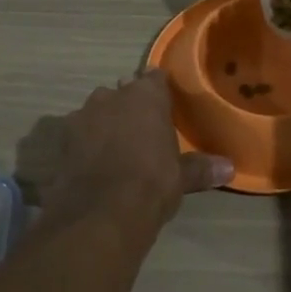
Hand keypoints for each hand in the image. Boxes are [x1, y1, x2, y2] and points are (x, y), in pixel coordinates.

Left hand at [40, 71, 233, 233]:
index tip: (164, 105)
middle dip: (128, 107)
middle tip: (140, 130)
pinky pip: (76, 135)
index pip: (155, 78)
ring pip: (96, 112)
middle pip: (122, 93)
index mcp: (145, 96)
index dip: (159, 91)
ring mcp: (81, 116)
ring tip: (114, 148)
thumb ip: (201, 168)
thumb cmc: (151, 183)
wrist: (101, 213)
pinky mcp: (60, 140)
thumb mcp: (181, 177)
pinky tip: (90, 164)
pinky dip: (83, 145)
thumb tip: (230, 168)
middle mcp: (111, 96)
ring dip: (103, 124)